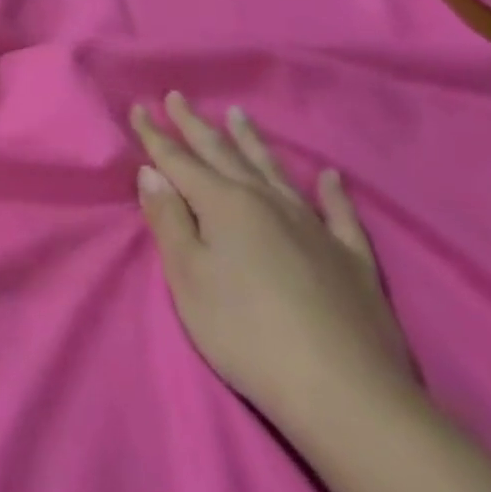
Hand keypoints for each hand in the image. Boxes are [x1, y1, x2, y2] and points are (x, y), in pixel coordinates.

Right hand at [130, 92, 416, 436]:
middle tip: (178, 97)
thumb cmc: (246, 334)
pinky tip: (330, 176)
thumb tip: (151, 172)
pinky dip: (332, 192)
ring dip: (253, 141)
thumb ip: (169, 221)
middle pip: (224, 154)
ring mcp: (314, 227)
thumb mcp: (188, 279)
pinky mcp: (352, 259)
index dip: (155, 135)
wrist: (346, 394)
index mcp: (224, 205)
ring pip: (275, 171)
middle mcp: (267, 202)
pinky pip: (339, 214)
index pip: (179, 160)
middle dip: (196, 125)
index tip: (138, 106)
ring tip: (239, 114)